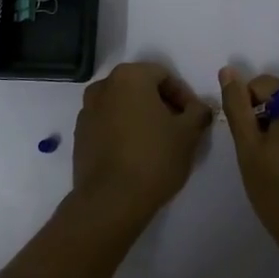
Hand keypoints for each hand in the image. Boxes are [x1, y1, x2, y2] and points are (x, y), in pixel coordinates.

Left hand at [71, 62, 213, 229]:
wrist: (110, 201)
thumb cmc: (154, 158)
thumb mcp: (189, 133)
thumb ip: (198, 112)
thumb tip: (199, 108)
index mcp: (129, 77)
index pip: (164, 75)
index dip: (184, 96)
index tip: (194, 118)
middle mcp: (103, 87)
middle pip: (141, 88)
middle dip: (162, 105)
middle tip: (179, 129)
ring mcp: (87, 112)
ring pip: (123, 107)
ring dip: (142, 118)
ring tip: (159, 144)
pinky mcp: (80, 137)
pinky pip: (108, 125)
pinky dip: (123, 132)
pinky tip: (136, 156)